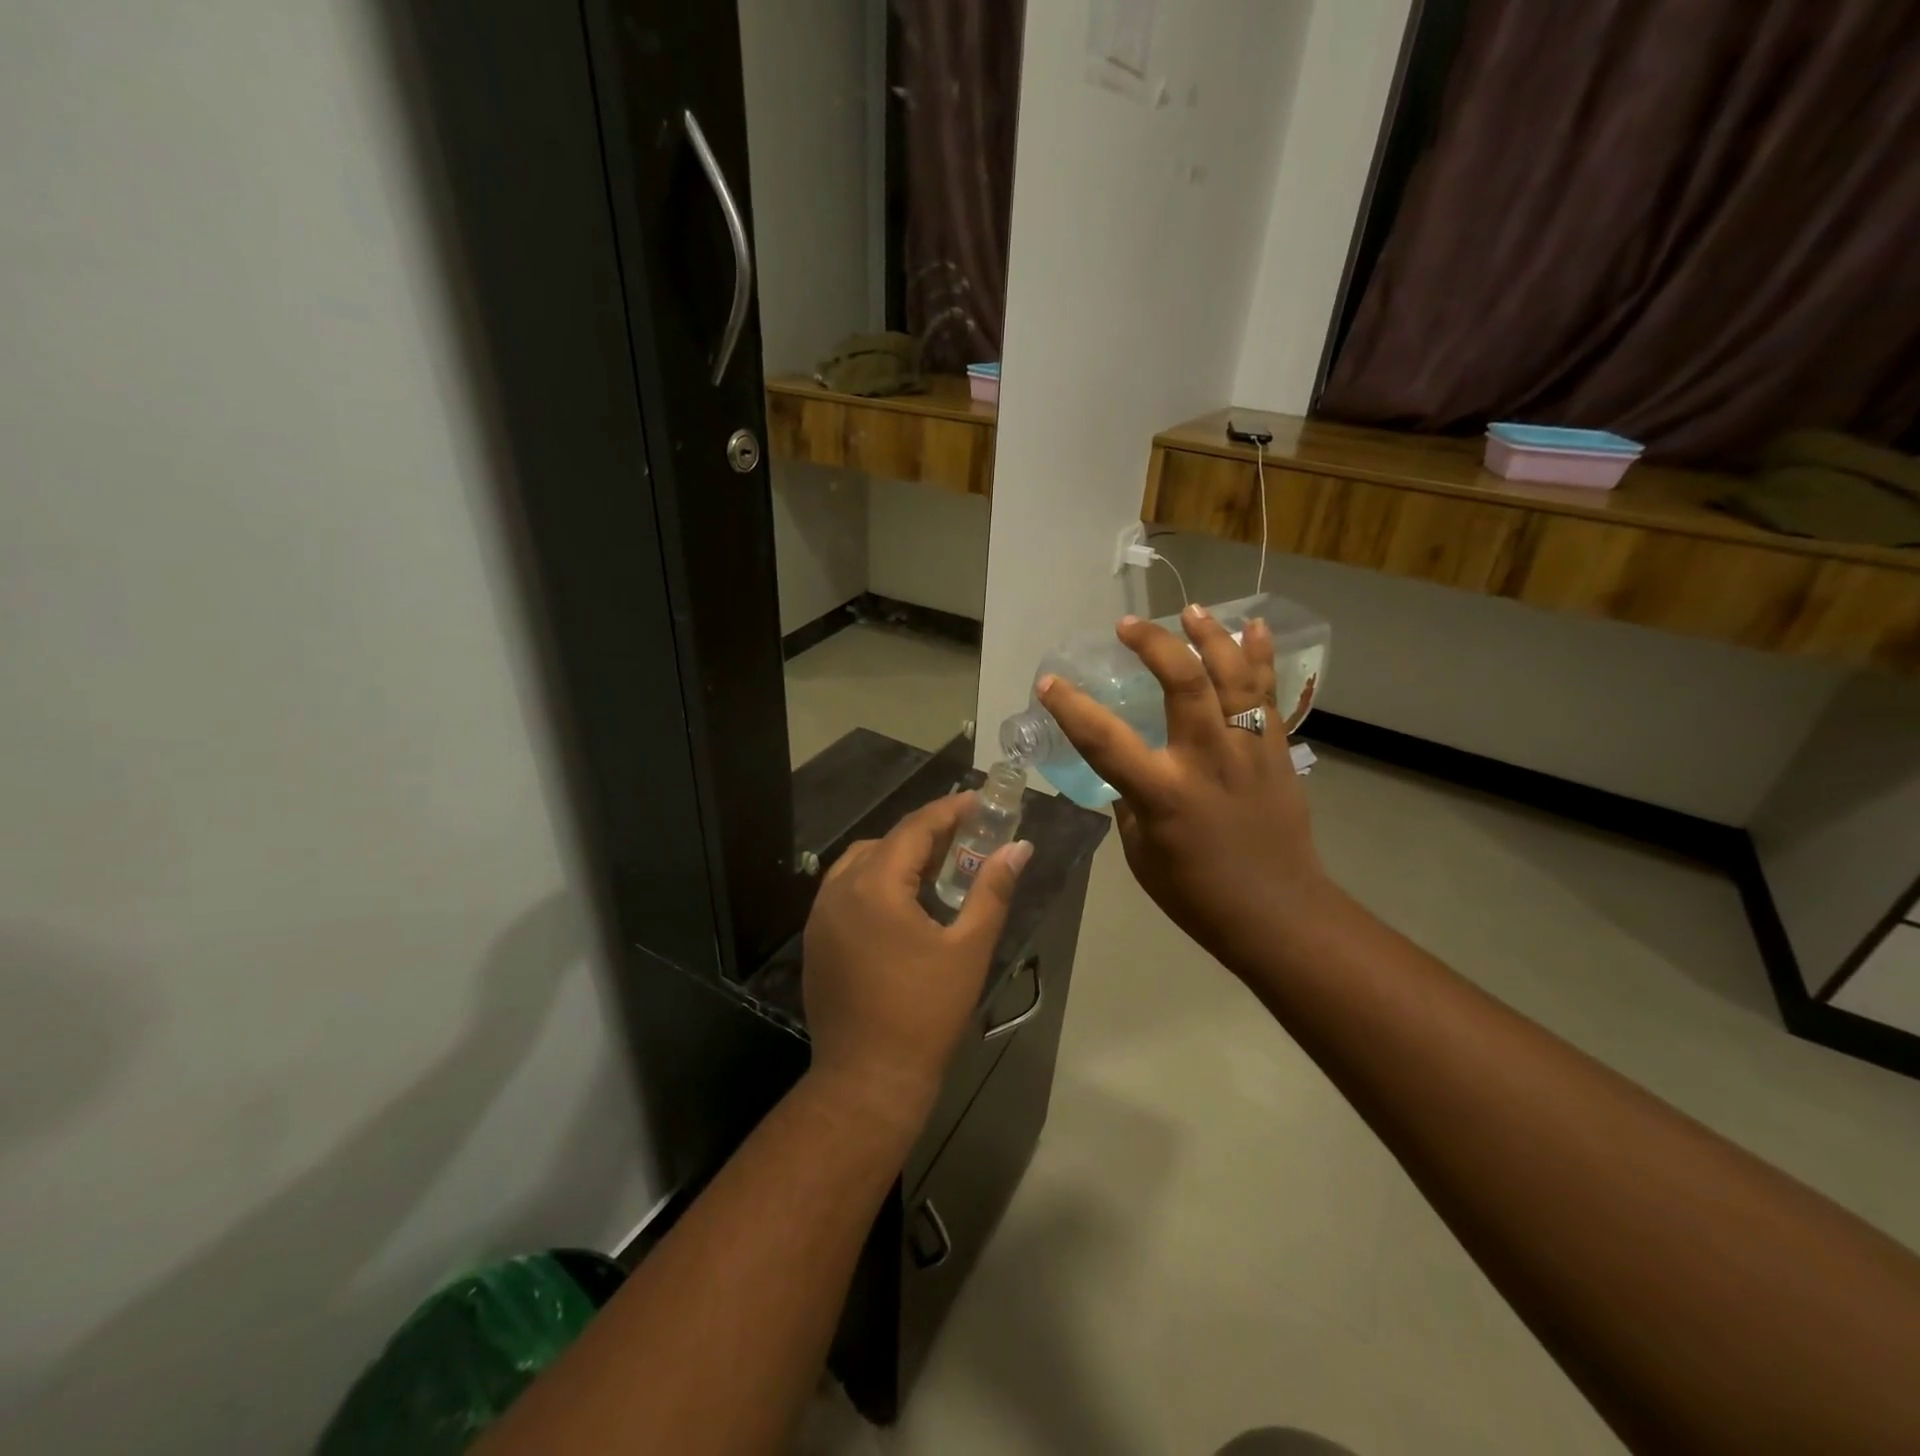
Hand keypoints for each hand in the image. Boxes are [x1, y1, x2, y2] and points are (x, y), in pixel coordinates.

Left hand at [802, 794, 1030, 1135]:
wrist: (867, 1078)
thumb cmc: (925, 1012)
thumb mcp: (968, 948)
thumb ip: (992, 890)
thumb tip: (1018, 848)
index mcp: (875, 886)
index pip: (914, 829)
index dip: (949, 811)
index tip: (979, 801)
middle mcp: (839, 890)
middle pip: (886, 842)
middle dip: (926, 834)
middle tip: (966, 836)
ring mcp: (820, 915)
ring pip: (861, 863)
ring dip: (898, 856)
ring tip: (937, 867)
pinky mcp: (816, 939)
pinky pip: (846, 890)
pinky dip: (876, 881)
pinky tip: (903, 903)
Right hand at [1039, 605, 1334, 975]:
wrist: (1279, 914)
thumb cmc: (1199, 895)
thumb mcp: (1142, 855)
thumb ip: (1132, 805)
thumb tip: (1130, 776)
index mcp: (1163, 793)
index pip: (1105, 740)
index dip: (1071, 707)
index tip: (1049, 682)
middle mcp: (1207, 759)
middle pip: (1182, 683)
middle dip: (1152, 644)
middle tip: (1128, 625)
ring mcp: (1248, 750)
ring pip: (1232, 676)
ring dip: (1210, 635)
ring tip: (1190, 610)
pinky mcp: (1277, 751)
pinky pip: (1268, 693)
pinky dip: (1260, 657)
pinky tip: (1254, 627)